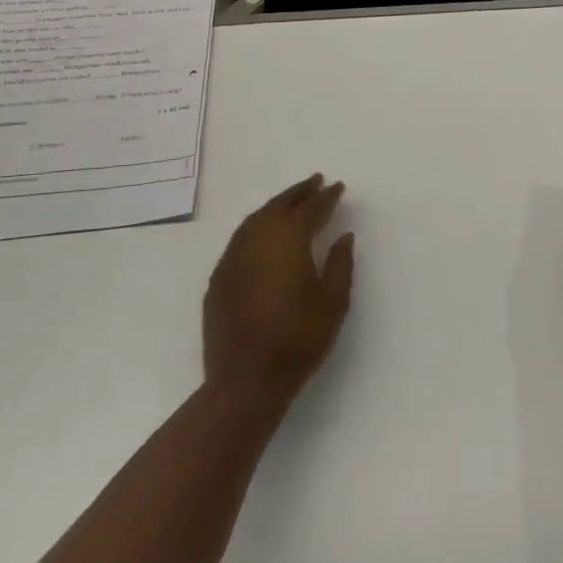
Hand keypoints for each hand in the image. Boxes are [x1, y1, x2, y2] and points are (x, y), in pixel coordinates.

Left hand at [203, 174, 354, 404]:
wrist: (246, 381)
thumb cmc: (298, 341)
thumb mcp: (333, 303)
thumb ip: (340, 264)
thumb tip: (343, 235)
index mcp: (288, 241)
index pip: (310, 209)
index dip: (326, 196)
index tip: (338, 187)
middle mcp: (258, 240)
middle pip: (279, 205)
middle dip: (299, 192)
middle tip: (315, 181)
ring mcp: (234, 257)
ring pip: (256, 218)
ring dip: (276, 205)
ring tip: (293, 200)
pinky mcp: (219, 276)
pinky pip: (241, 237)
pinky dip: (257, 225)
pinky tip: (264, 231)